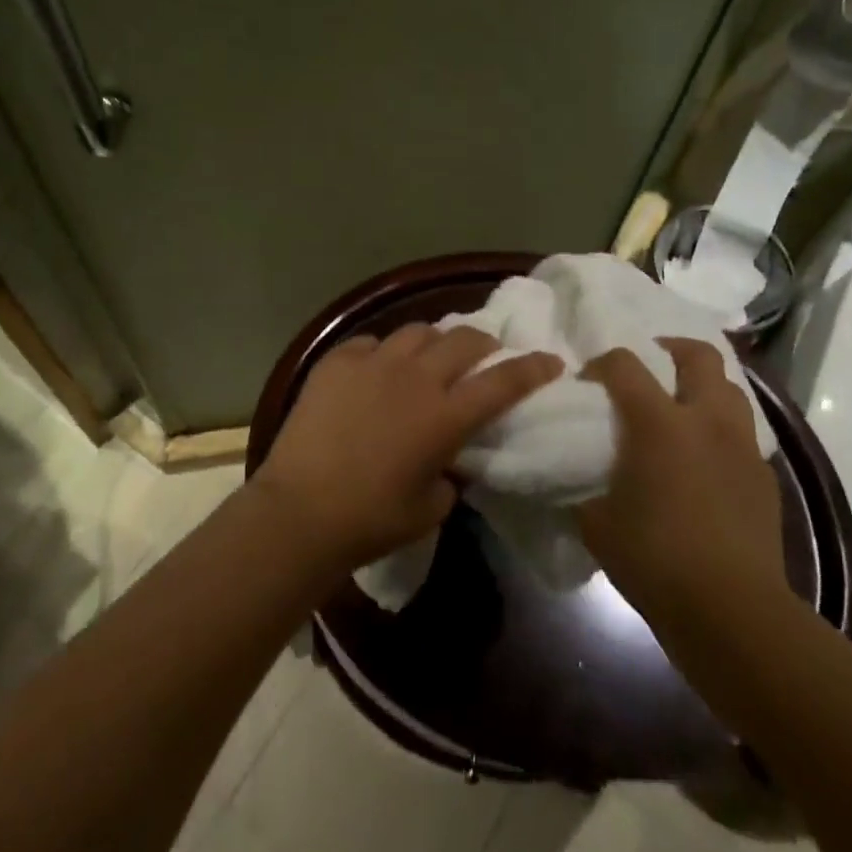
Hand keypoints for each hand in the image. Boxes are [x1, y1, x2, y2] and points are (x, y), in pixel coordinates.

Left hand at [253, 324, 562, 574]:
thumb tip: (447, 457)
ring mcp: (374, 362)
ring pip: (418, 331)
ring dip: (435, 342)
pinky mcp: (337, 360)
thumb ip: (449, 473)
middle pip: (464, 341)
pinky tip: (375, 371)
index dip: (533, 368)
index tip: (552, 360)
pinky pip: (371, 342)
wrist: (300, 510)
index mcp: (445, 415)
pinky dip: (383, 353)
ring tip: (430, 356)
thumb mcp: (430, 507)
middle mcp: (416, 377)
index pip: (503, 382)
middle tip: (485, 355)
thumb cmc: (371, 520)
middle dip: (484, 344)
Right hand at [575, 338, 785, 617]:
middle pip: (698, 355)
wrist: (731, 612)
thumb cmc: (654, 559)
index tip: (588, 384)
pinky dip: (721, 431)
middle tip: (649, 368)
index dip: (601, 364)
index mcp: (659, 423)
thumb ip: (583, 484)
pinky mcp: (764, 476)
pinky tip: (705, 460)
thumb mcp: (596, 521)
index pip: (624, 364)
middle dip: (670, 350)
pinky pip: (743, 434)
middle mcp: (706, 420)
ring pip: (730, 388)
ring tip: (680, 408)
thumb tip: (578, 474)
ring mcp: (742, 446)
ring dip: (703, 387)